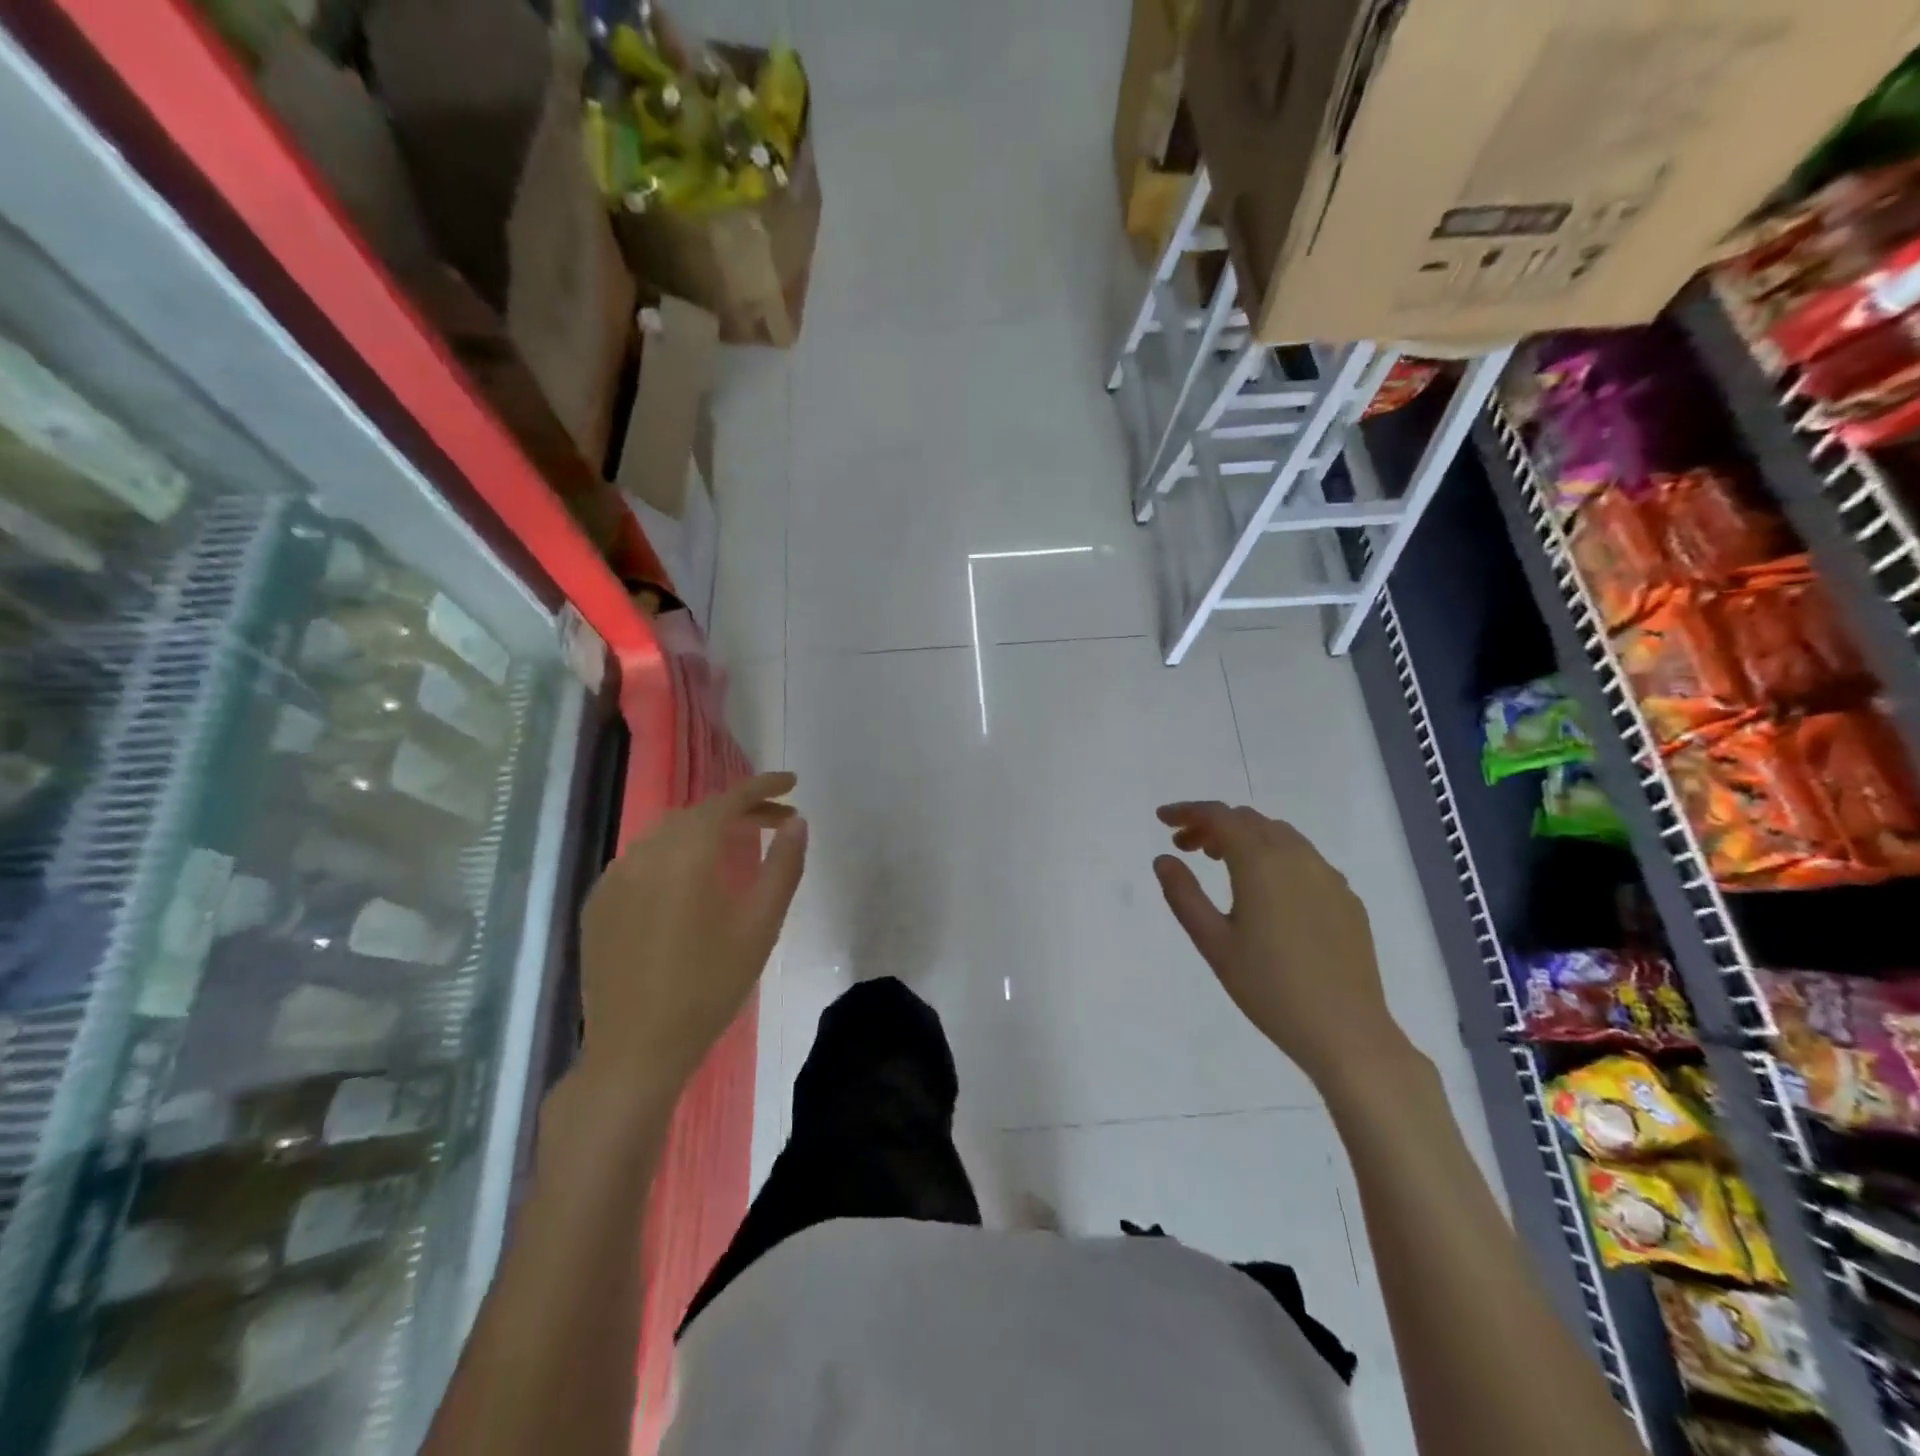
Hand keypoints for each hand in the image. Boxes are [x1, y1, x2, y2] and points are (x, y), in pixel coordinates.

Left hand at [576, 771, 806, 1101]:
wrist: (636, 1050)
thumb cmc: (709, 987)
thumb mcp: (760, 926)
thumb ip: (783, 866)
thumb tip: (796, 822)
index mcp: (685, 855)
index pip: (728, 801)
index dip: (763, 786)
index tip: (793, 782)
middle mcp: (643, 854)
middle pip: (698, 815)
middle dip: (740, 810)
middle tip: (777, 821)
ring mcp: (614, 878)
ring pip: (667, 835)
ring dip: (706, 831)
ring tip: (738, 846)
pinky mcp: (599, 904)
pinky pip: (642, 861)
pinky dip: (674, 856)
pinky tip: (690, 881)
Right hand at [1153, 802, 1407, 1087]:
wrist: (1346, 1031)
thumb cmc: (1269, 988)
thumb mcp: (1213, 943)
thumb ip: (1184, 895)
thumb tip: (1164, 859)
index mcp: (1261, 863)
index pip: (1219, 816)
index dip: (1187, 811)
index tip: (1162, 819)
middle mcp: (1297, 857)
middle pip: (1249, 819)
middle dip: (1213, 824)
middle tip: (1185, 848)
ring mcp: (1328, 876)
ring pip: (1280, 834)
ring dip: (1245, 837)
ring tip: (1221, 863)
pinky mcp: (1347, 898)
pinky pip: (1304, 858)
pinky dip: (1274, 856)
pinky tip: (1267, 890)